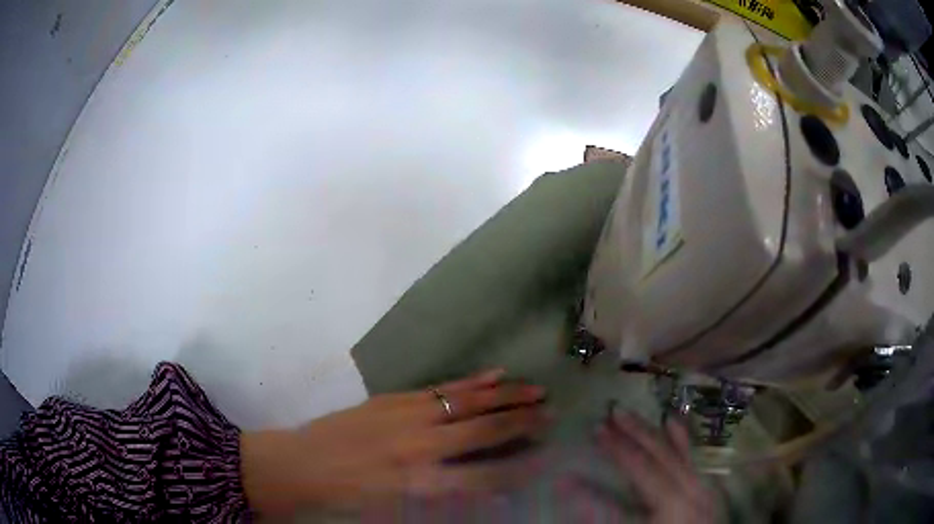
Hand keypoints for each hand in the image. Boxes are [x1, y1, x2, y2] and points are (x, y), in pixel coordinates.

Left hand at [241, 369, 548, 513]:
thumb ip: (442, 497)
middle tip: (552, 415)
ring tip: (537, 391)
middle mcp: (420, 446)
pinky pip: (441, 387)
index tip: (546, 456)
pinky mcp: (394, 398)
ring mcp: (407, 415)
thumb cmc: (349, 496)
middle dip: (522, 423)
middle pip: (483, 430)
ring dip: (505, 396)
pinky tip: (495, 374)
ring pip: (467, 402)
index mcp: (421, 480)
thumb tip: (486, 489)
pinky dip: (471, 381)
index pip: (485, 474)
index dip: (519, 467)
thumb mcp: (397, 508)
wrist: (301, 464)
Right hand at [597, 412, 715, 523]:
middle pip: (658, 456)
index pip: (640, 471)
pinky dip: (681, 439)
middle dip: (633, 433)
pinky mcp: (707, 491)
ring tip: (632, 413)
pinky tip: (672, 421)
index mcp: (672, 506)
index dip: (616, 451)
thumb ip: (608, 514)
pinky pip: (694, 459)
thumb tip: (574, 488)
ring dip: (652, 431)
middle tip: (611, 411)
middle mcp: (690, 491)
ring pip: (676, 452)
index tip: (595, 430)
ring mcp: (702, 488)